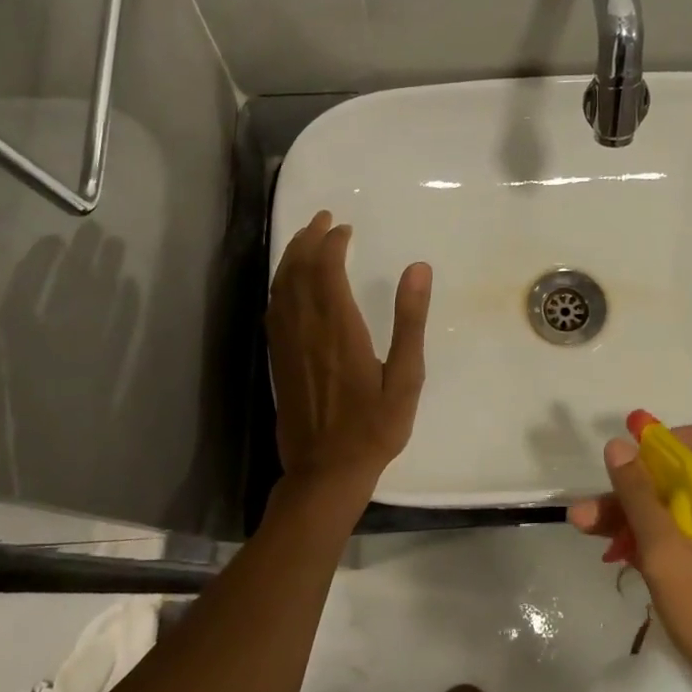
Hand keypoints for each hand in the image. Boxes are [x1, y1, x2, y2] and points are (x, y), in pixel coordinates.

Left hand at [266, 210, 431, 517]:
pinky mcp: (278, 360)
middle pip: (299, 271)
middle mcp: (307, 329)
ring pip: (281, 287)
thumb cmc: (374, 427)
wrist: (325, 472)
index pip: (327, 270)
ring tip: (305, 238)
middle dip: (309, 240)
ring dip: (291, 257)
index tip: (345, 228)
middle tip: (323, 219)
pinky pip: (273, 310)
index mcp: (339, 329)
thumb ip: (410, 321)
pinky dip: (280, 285)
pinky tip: (287, 283)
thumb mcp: (406, 377)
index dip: (333, 244)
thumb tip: (418, 268)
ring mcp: (287, 345)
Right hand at [569, 424, 691, 691]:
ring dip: (636, 521)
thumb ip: (642, 501)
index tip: (656, 447)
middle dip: (637, 489)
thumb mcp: (672, 558)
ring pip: (681, 523)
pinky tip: (619, 562)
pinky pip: (686, 555)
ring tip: (586, 531)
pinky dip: (654, 551)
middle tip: (591, 505)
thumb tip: (619, 444)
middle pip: (687, 488)